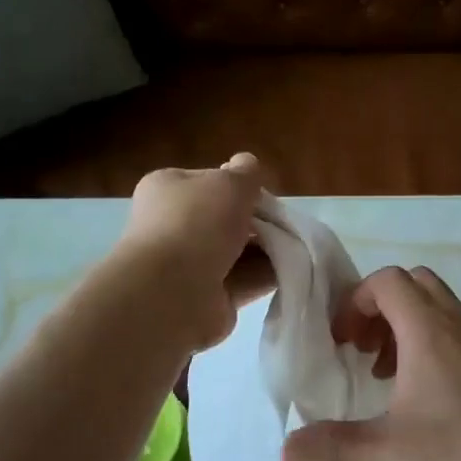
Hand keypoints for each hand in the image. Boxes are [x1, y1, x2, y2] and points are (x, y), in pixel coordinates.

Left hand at [116, 154, 273, 350]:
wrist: (173, 292)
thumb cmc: (198, 223)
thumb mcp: (230, 183)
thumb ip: (245, 172)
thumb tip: (246, 164)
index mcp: (167, 189)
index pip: (206, 181)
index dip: (237, 185)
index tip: (262, 194)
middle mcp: (172, 225)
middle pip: (224, 218)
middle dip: (255, 222)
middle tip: (282, 223)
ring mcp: (187, 264)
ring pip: (236, 252)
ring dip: (264, 250)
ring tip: (293, 248)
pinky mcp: (206, 296)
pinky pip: (242, 280)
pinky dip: (264, 276)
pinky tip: (289, 272)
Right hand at [279, 265, 460, 460]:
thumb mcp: (393, 449)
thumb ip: (337, 447)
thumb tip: (285, 450)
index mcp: (428, 329)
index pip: (387, 280)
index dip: (357, 301)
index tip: (343, 340)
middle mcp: (458, 322)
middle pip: (414, 283)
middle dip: (381, 308)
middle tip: (364, 349)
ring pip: (440, 308)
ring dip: (407, 328)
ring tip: (391, 376)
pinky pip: (460, 332)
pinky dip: (435, 345)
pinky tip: (431, 397)